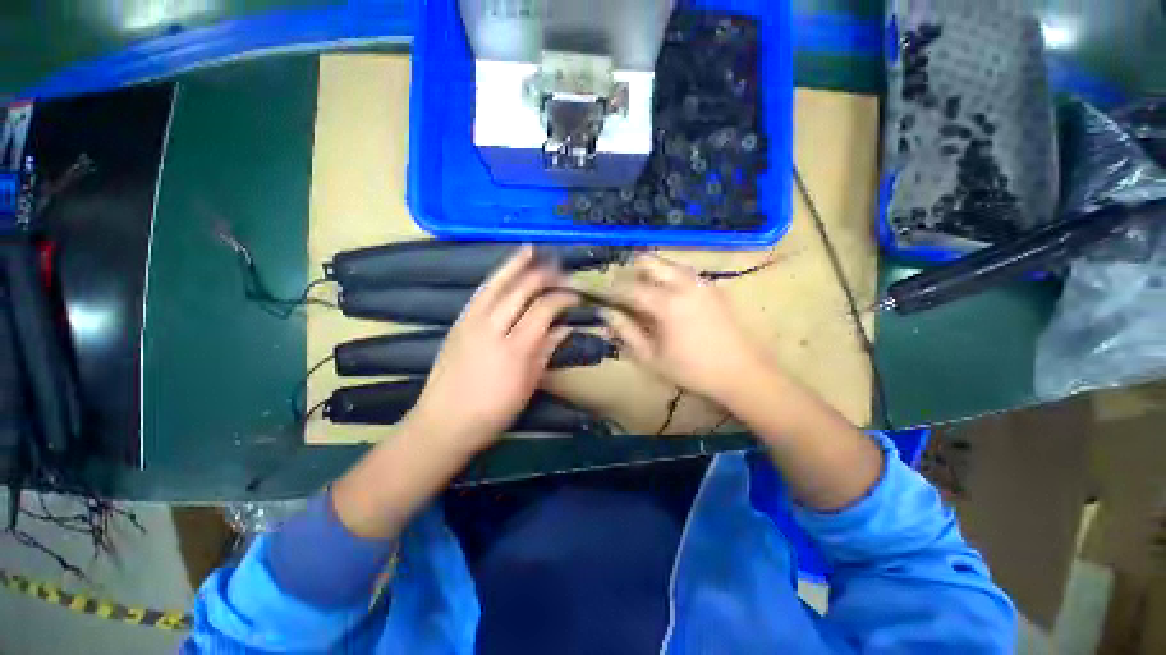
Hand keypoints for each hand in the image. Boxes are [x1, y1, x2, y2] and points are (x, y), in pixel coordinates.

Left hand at [409, 246, 575, 452]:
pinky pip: (480, 293)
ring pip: (496, 284)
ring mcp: (471, 322)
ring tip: (530, 249)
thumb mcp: (527, 385)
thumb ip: (546, 351)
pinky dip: (496, 278)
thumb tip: (565, 327)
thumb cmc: (493, 411)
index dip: (562, 297)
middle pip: (521, 290)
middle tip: (559, 268)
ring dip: (515, 264)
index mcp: (515, 348)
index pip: (544, 309)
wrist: (443, 422)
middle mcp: (492, 328)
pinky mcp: (458, 323)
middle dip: (543, 274)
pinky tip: (504, 272)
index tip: (575, 294)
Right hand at [604, 255, 769, 403]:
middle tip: (624, 293)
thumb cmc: (693, 370)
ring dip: (651, 273)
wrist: (743, 372)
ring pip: (667, 263)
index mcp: (667, 303)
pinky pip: (683, 272)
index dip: (612, 290)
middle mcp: (684, 283)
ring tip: (644, 296)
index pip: (629, 287)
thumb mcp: (652, 357)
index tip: (602, 297)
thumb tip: (606, 313)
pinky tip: (669, 300)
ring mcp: (701, 282)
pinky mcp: (713, 287)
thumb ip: (626, 332)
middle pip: (649, 261)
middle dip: (631, 272)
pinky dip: (669, 278)